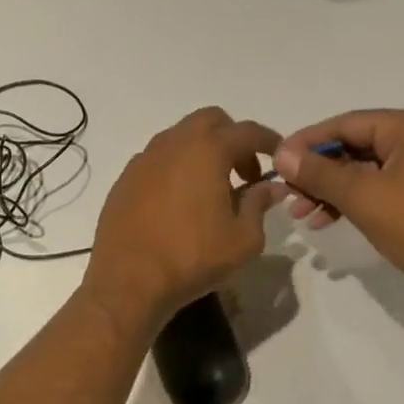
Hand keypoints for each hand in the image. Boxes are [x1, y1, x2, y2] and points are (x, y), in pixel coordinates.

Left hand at [83, 108, 282, 328]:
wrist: (128, 282)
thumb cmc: (192, 259)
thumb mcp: (243, 239)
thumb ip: (259, 205)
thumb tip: (271, 187)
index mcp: (206, 151)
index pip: (247, 131)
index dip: (269, 140)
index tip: (279, 157)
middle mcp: (171, 145)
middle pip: (209, 121)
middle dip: (232, 138)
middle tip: (244, 173)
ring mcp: (142, 161)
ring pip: (178, 138)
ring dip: (200, 152)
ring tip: (211, 188)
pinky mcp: (123, 182)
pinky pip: (156, 161)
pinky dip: (174, 169)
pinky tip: (179, 202)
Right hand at [273, 109, 403, 304]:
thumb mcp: (363, 198)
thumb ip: (319, 173)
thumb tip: (282, 154)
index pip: (349, 123)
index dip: (307, 141)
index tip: (276, 161)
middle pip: (358, 144)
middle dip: (319, 171)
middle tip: (288, 194)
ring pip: (369, 168)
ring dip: (333, 189)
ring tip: (303, 214)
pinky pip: (385, 184)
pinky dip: (357, 199)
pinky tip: (330, 219)